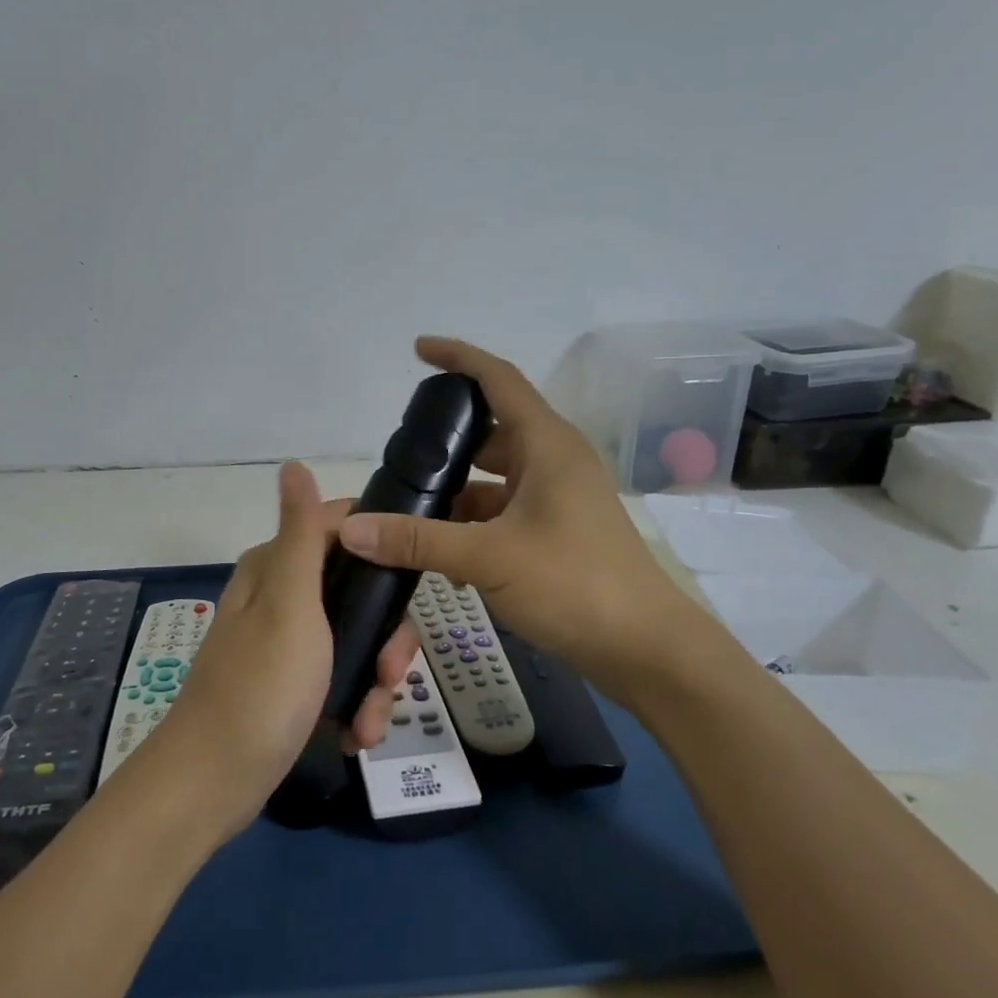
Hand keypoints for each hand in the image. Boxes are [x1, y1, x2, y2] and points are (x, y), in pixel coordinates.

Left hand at [154, 461, 418, 834]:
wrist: (213, 783)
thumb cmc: (260, 688)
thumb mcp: (289, 605)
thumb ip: (300, 536)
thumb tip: (292, 464)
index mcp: (277, 567)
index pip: (341, 528)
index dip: (381, 549)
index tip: (412, 585)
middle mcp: (281, 596)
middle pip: (358, 591)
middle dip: (385, 636)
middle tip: (392, 675)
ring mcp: (287, 642)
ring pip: (356, 639)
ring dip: (375, 681)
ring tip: (372, 722)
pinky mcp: (292, 683)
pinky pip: (340, 677)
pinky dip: (355, 703)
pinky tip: (356, 734)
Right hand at [337, 336, 701, 705]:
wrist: (645, 648)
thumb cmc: (573, 584)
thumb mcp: (487, 557)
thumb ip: (417, 540)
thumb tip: (352, 528)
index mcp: (547, 444)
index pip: (498, 379)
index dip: (458, 357)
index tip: (419, 349)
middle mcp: (555, 461)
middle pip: (494, 429)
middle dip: (449, 436)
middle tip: (404, 448)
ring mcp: (560, 497)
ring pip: (497, 476)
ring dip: (458, 487)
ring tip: (411, 502)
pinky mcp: (559, 531)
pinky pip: (506, 510)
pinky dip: (474, 521)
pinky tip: (441, 549)